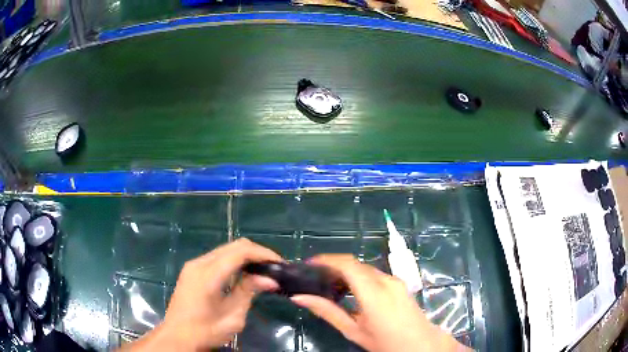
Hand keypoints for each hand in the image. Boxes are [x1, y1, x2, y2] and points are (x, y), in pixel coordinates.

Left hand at [121, 238, 282, 350]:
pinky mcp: (192, 271)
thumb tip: (270, 279)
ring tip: (262, 271)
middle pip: (233, 246)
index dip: (262, 253)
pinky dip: (234, 261)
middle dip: (256, 253)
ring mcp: (193, 265)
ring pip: (225, 250)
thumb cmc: (205, 331)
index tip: (279, 263)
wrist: (176, 337)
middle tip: (273, 268)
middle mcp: (199, 263)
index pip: (240, 251)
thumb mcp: (232, 316)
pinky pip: (217, 258)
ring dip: (245, 256)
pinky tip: (243, 274)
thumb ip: (248, 292)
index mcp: (208, 275)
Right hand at [291, 255, 468, 351]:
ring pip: (365, 268)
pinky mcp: (400, 284)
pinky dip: (359, 277)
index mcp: (374, 292)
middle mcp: (386, 280)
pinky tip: (350, 291)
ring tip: (328, 285)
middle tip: (314, 277)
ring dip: (346, 272)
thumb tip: (299, 297)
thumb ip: (327, 312)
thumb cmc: (385, 342)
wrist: (420, 344)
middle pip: (355, 264)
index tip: (308, 264)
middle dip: (333, 266)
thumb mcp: (353, 330)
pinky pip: (375, 274)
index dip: (326, 260)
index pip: (347, 265)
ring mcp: (395, 280)